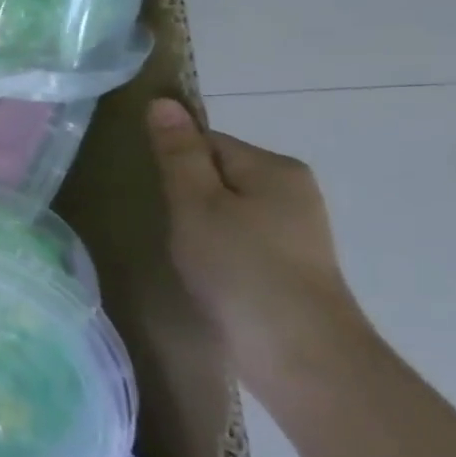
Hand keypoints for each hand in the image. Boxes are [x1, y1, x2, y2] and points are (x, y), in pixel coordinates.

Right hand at [146, 98, 376, 405]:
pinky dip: (217, 249)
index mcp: (274, 167)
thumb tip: (163, 103)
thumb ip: (178, 153)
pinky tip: (206, 273)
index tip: (156, 193)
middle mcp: (293, 191)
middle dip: (186, 194)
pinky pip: (240, 239)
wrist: (299, 354)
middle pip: (218, 174)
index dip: (174, 163)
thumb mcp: (195, 203)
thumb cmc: (239, 267)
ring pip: (227, 209)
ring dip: (200, 224)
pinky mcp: (291, 266)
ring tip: (183, 252)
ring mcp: (296, 231)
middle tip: (166, 224)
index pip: (206, 141)